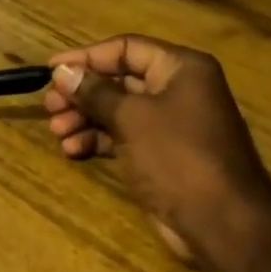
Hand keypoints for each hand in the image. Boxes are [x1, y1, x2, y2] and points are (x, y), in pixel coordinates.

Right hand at [45, 35, 270, 265]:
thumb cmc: (177, 156)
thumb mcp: (132, 118)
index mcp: (181, 68)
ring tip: (57, 132)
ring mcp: (170, 125)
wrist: (220, 222)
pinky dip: (98, 141)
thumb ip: (95, 92)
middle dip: (83, 93)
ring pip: (118, 111)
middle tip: (50, 106)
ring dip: (85, 119)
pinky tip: (72, 149)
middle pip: (119, 80)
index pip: (126, 48)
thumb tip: (62, 72)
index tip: (51, 70)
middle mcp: (178, 90)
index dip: (86, 57)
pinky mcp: (161, 155)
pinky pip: (123, 138)